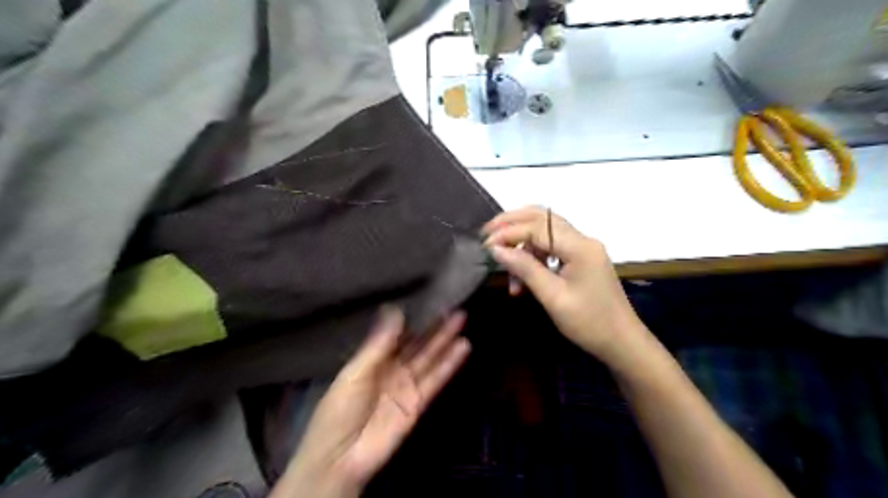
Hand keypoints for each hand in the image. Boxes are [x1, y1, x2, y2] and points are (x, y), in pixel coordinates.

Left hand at [274, 310, 470, 495]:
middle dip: (434, 326)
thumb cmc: (340, 410)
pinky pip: (436, 379)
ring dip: (446, 340)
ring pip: (430, 358)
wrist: (341, 458)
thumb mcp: (355, 372)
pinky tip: (463, 346)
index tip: (428, 299)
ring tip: (462, 318)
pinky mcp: (419, 403)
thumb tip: (395, 309)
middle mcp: (393, 369)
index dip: (413, 319)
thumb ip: (379, 343)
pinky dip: (450, 364)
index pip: (398, 335)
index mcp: (373, 360)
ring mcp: (407, 386)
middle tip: (453, 306)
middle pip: (417, 344)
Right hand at [485, 203, 646, 366]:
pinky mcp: (582, 258)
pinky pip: (552, 246)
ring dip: (522, 243)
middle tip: (487, 234)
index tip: (485, 246)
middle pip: (542, 217)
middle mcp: (582, 239)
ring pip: (545, 231)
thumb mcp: (553, 297)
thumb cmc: (588, 323)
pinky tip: (523, 276)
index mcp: (579, 247)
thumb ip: (525, 268)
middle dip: (512, 223)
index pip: (537, 227)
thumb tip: (496, 249)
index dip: (508, 233)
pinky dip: (534, 255)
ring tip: (506, 267)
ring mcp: (584, 248)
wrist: (622, 341)